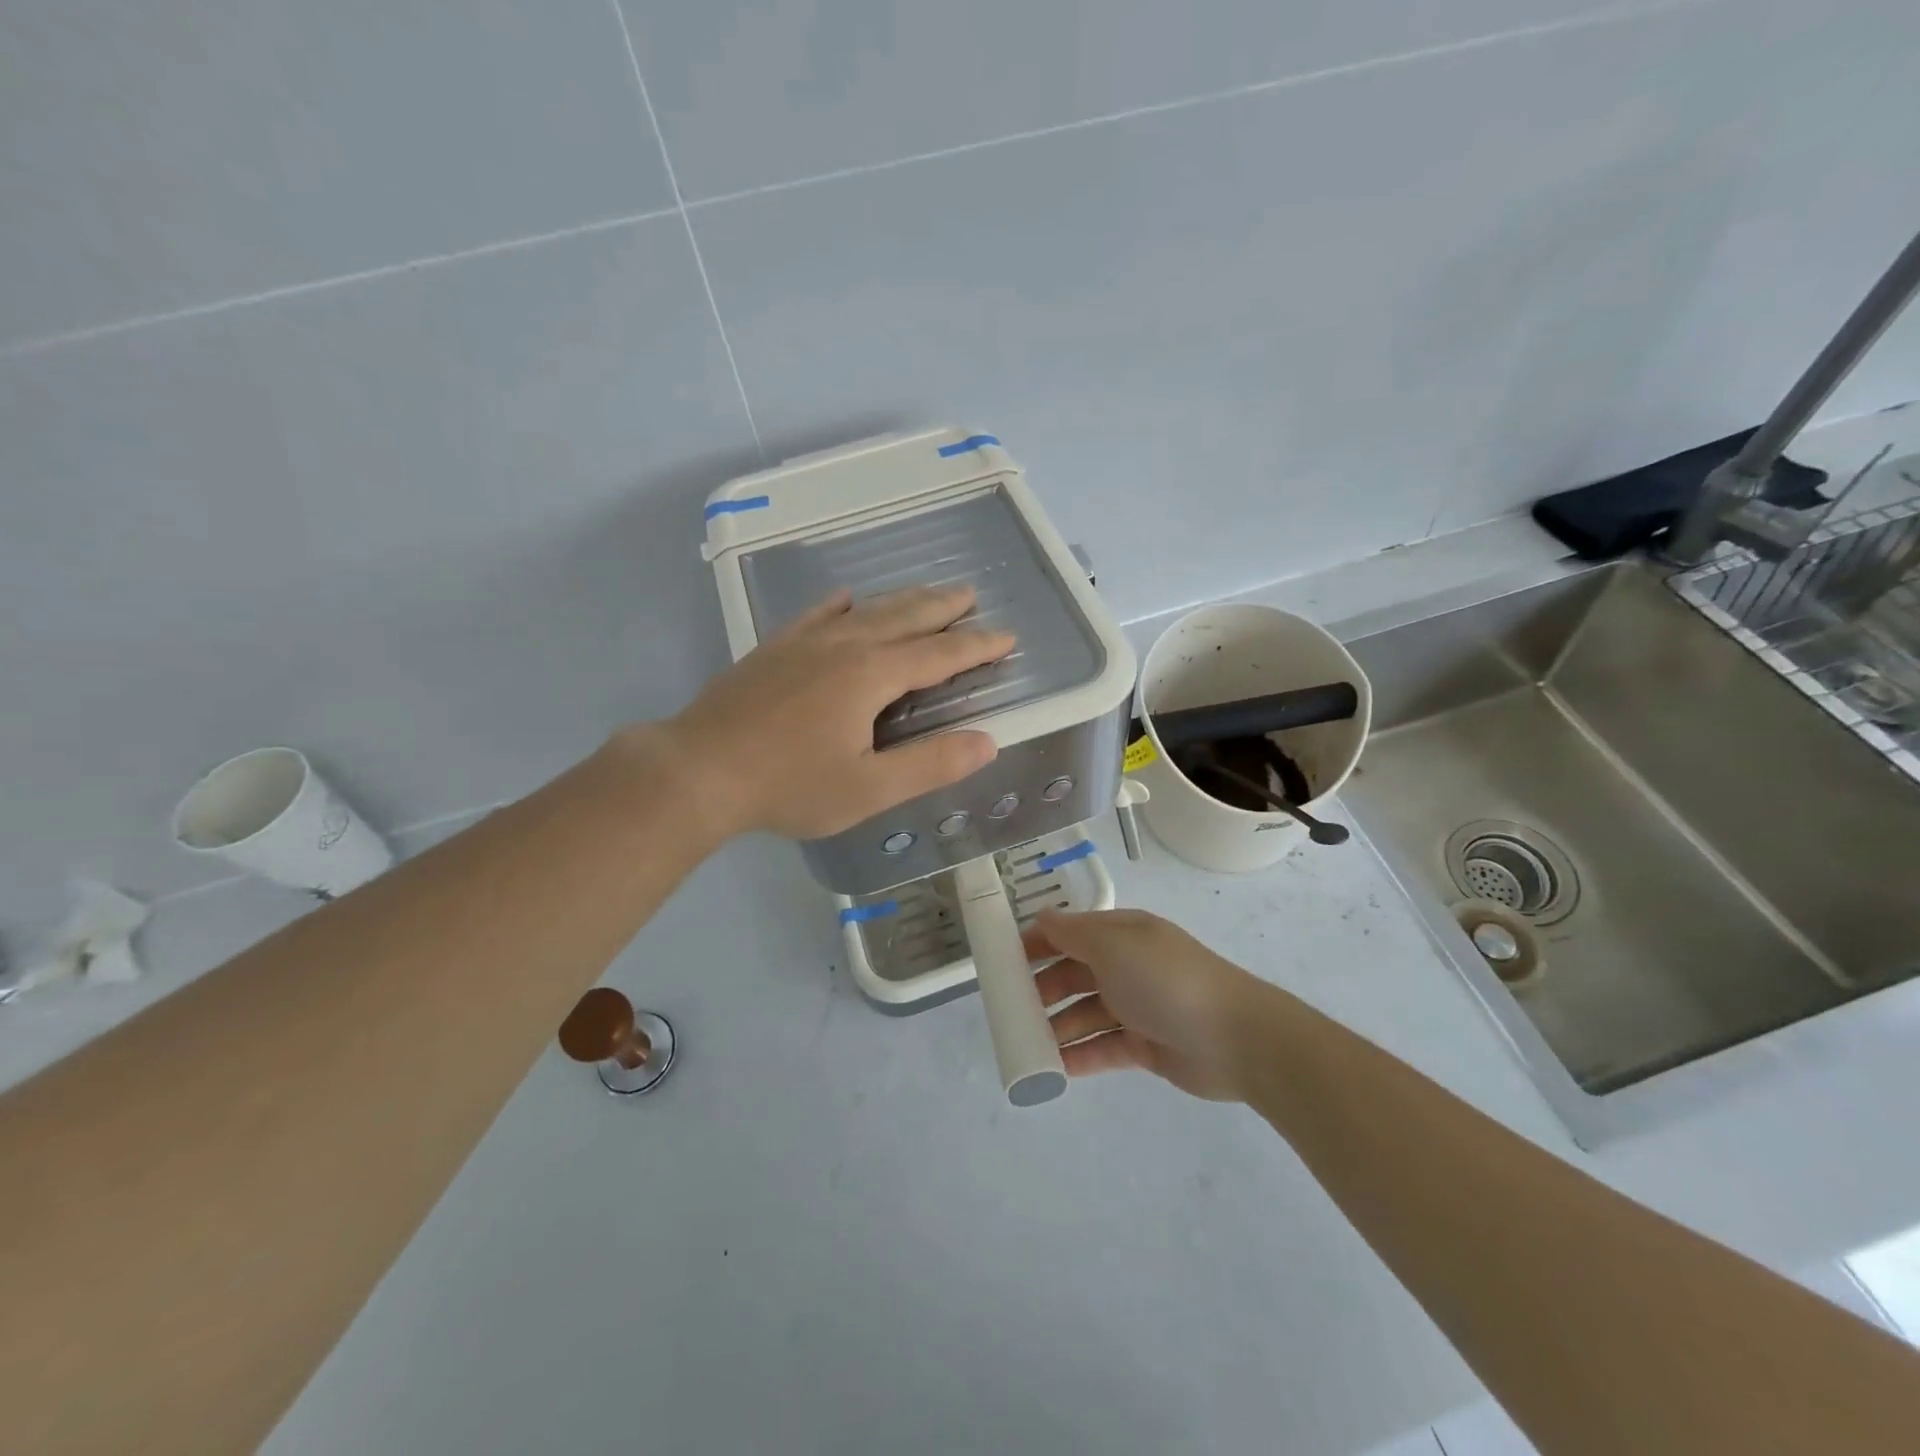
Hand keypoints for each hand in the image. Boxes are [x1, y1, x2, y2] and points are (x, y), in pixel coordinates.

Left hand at [661, 585, 1013, 840]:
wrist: (699, 770)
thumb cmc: (789, 785)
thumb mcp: (869, 788)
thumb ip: (930, 764)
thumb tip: (987, 742)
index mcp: (872, 675)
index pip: (940, 654)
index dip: (977, 646)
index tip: (1007, 637)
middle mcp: (844, 645)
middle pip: (905, 617)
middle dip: (943, 607)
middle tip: (971, 594)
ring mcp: (804, 642)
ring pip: (866, 610)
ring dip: (902, 601)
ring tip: (926, 593)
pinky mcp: (774, 648)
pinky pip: (817, 614)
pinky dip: (841, 604)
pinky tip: (845, 599)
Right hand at [1024, 909, 1268, 1101]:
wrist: (1236, 1037)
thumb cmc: (1166, 979)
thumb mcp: (1114, 945)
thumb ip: (1073, 934)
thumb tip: (1042, 918)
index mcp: (1121, 935)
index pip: (1069, 934)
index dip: (1036, 944)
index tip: (1002, 962)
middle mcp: (1126, 967)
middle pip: (1073, 975)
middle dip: (1041, 990)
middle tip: (1009, 1011)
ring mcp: (1136, 1007)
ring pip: (1084, 1014)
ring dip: (1056, 1027)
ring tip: (1025, 1044)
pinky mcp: (1145, 1046)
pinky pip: (1102, 1048)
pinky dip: (1079, 1056)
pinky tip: (1054, 1069)